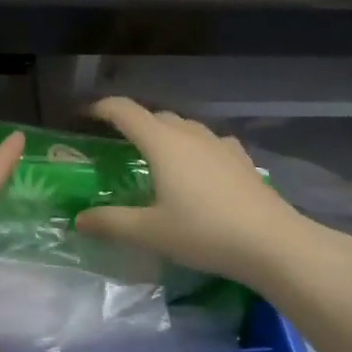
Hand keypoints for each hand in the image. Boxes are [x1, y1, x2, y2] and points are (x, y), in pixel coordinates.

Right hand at [74, 97, 351, 289]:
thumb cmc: (204, 232)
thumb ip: (111, 223)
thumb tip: (79, 219)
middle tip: (117, 145)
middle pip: (154, 116)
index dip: (101, 107)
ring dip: (165, 133)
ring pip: (184, 126)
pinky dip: (194, 147)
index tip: (84, 115)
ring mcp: (219, 144)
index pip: (124, 111)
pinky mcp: (241, 159)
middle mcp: (189, 134)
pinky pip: (209, 142)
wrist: (272, 243)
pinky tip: (199, 166)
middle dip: (133, 123)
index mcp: (162, 142)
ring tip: (156, 157)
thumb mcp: (150, 232)